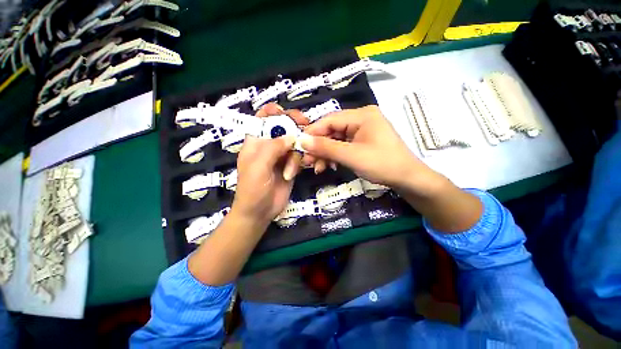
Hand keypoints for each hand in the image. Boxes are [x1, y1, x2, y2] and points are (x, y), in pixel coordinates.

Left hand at [230, 103, 306, 225]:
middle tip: (306, 125)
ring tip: (290, 171)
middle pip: (283, 128)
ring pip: (294, 144)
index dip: (273, 112)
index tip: (287, 113)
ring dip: (295, 156)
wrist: (260, 212)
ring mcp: (281, 156)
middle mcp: (269, 146)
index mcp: (255, 142)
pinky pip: (299, 157)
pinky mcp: (291, 166)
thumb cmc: (253, 189)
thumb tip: (291, 136)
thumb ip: (273, 148)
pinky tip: (293, 174)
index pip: (262, 119)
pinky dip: (299, 163)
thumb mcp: (258, 166)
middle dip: (294, 126)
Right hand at [301, 105, 482, 232]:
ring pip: (335, 139)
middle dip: (319, 147)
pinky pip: (343, 146)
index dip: (312, 133)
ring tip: (317, 168)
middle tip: (307, 162)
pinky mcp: (362, 141)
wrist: (408, 179)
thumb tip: (302, 140)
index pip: (329, 120)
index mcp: (362, 115)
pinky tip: (329, 166)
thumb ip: (326, 148)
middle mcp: (361, 119)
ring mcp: (362, 131)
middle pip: (331, 130)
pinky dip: (334, 156)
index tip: (299, 146)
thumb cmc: (383, 164)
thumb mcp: (352, 156)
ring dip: (325, 153)